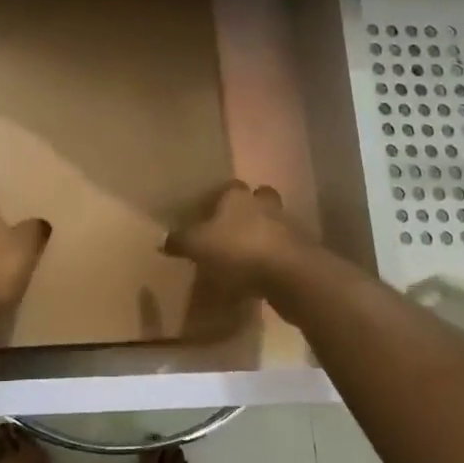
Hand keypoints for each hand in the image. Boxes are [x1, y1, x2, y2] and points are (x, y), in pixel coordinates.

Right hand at [163, 181, 309, 296]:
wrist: (290, 274)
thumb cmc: (238, 250)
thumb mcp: (197, 246)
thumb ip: (180, 241)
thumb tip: (162, 238)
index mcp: (238, 197)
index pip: (228, 188)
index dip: (218, 199)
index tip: (207, 213)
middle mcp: (264, 205)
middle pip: (258, 199)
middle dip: (248, 210)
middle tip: (232, 228)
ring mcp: (287, 227)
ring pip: (273, 224)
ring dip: (262, 235)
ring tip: (245, 255)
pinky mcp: (301, 252)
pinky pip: (282, 250)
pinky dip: (272, 258)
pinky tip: (260, 274)